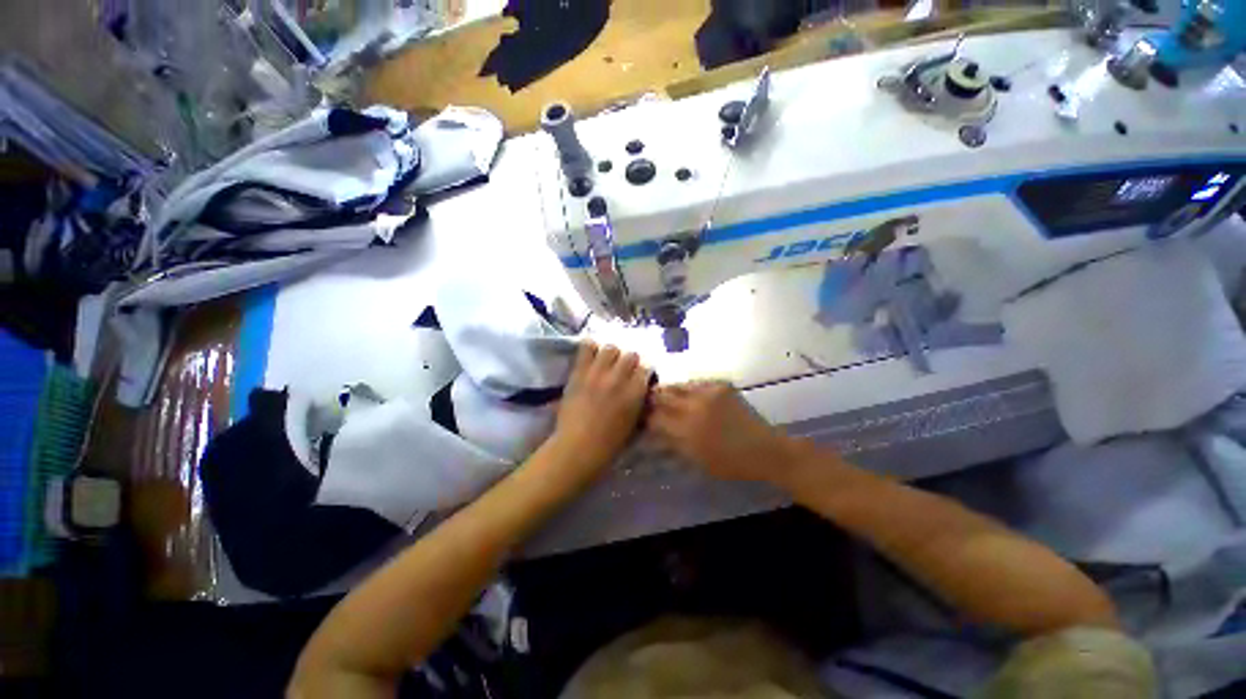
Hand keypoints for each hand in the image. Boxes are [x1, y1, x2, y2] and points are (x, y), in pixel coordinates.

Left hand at [551, 342, 652, 471]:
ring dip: (612, 354)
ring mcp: (597, 374)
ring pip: (611, 348)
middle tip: (624, 369)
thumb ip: (639, 402)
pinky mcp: (579, 373)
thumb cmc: (609, 445)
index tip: (641, 375)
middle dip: (630, 361)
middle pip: (631, 354)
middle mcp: (619, 379)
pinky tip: (592, 355)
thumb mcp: (634, 424)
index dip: (644, 370)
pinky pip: (586, 348)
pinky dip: (591, 348)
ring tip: (607, 362)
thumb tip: (641, 389)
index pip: (646, 368)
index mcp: (635, 393)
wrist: (577, 448)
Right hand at [650, 381, 798, 483]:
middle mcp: (694, 407)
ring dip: (668, 390)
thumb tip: (653, 432)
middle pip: (662, 396)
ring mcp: (708, 393)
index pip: (655, 418)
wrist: (763, 449)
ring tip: (664, 394)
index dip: (645, 416)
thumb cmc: (729, 463)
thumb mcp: (696, 459)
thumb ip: (672, 443)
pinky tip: (688, 394)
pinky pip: (696, 383)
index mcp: (686, 430)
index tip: (641, 416)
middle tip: (647, 401)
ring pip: (678, 385)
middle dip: (652, 398)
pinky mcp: (720, 385)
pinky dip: (688, 388)